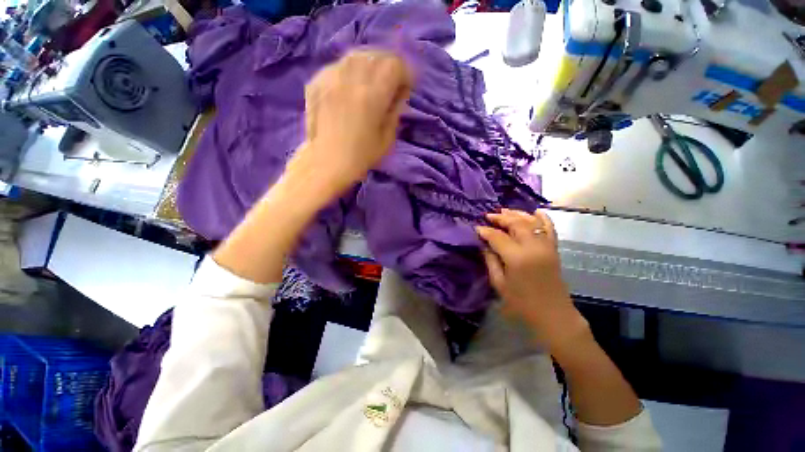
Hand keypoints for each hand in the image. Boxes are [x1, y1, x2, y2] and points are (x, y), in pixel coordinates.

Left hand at [290, 49, 412, 193]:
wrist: (325, 162)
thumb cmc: (360, 157)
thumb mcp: (387, 138)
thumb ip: (395, 110)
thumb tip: (400, 92)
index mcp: (372, 96)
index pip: (395, 65)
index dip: (405, 73)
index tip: (406, 87)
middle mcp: (351, 79)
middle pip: (376, 55)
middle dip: (389, 66)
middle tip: (392, 82)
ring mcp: (330, 77)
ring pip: (356, 55)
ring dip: (370, 64)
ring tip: (372, 82)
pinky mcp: (317, 81)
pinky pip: (338, 65)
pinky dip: (350, 71)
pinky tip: (351, 86)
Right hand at [476, 209, 588, 351]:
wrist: (553, 315)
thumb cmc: (522, 303)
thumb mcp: (499, 283)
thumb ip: (490, 260)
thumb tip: (484, 244)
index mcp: (517, 258)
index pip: (498, 237)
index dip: (485, 231)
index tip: (476, 227)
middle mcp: (533, 247)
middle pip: (516, 224)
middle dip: (500, 217)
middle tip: (488, 216)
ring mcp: (546, 246)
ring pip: (532, 222)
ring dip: (517, 214)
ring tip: (504, 210)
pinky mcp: (554, 249)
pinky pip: (550, 228)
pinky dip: (543, 218)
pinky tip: (534, 211)